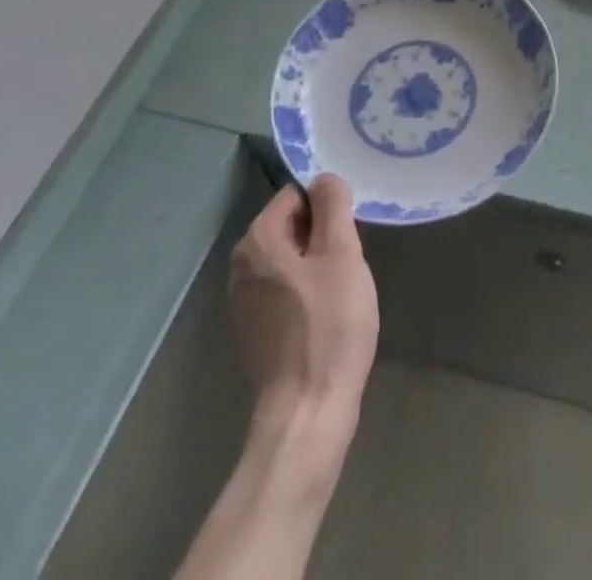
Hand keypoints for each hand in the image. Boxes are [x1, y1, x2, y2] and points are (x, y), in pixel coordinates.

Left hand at [229, 175, 379, 434]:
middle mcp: (241, 266)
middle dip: (324, 236)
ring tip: (343, 291)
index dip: (328, 207)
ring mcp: (244, 302)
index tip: (350, 232)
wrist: (308, 412)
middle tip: (350, 262)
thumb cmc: (329, 325)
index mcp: (257, 241)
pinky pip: (285, 290)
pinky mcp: (255, 331)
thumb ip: (333, 206)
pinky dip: (307, 292)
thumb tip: (325, 178)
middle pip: (291, 226)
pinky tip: (328, 316)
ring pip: (290, 259)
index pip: (295, 195)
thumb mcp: (341, 253)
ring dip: (318, 265)